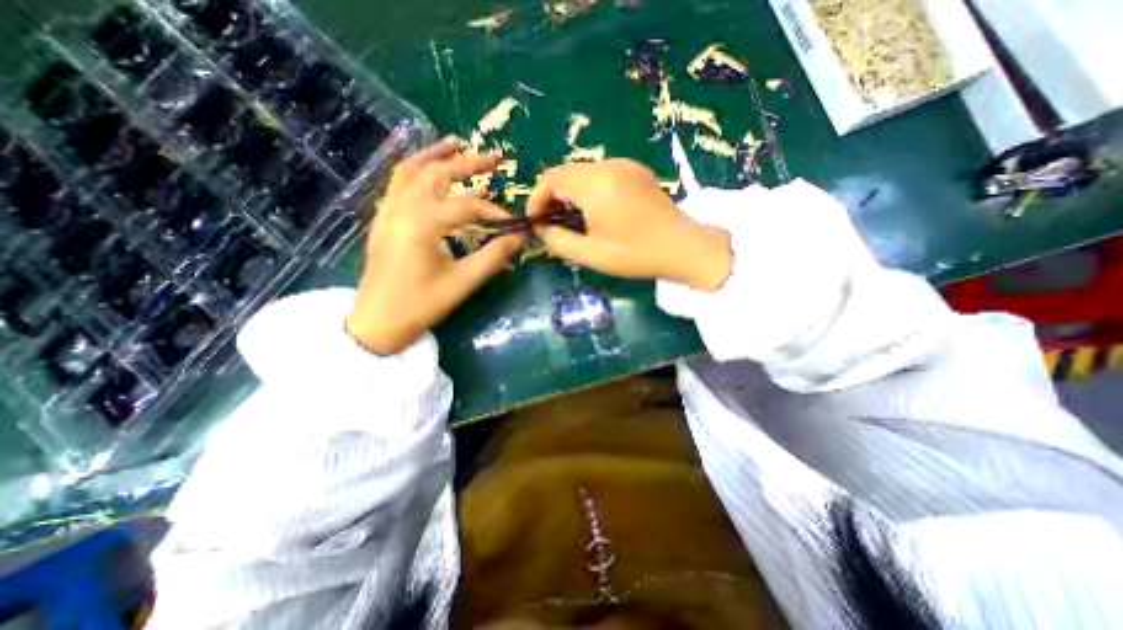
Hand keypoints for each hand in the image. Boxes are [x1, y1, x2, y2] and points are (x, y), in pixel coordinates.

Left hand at [348, 138, 525, 353]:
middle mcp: (403, 209)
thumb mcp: (463, 282)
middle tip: (492, 157)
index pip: (467, 206)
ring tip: (455, 144)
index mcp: (423, 224)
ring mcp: (388, 211)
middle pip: (437, 174)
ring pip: (410, 171)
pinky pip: (397, 183)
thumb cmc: (421, 305)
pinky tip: (426, 168)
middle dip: (467, 163)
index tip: (513, 224)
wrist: (378, 321)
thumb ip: (494, 256)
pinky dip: (414, 168)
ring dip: (434, 155)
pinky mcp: (383, 219)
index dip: (495, 212)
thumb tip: (521, 236)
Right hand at [529, 159, 738, 291]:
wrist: (683, 247)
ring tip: (569, 218)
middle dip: (551, 195)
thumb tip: (541, 229)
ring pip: (582, 171)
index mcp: (595, 185)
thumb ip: (558, 241)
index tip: (534, 221)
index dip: (536, 198)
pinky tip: (592, 210)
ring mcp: (624, 165)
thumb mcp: (590, 255)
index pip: (551, 179)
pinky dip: (587, 188)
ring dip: (569, 191)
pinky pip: (601, 173)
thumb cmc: (635, 254)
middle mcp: (608, 166)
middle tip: (550, 221)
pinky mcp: (635, 170)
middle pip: (565, 171)